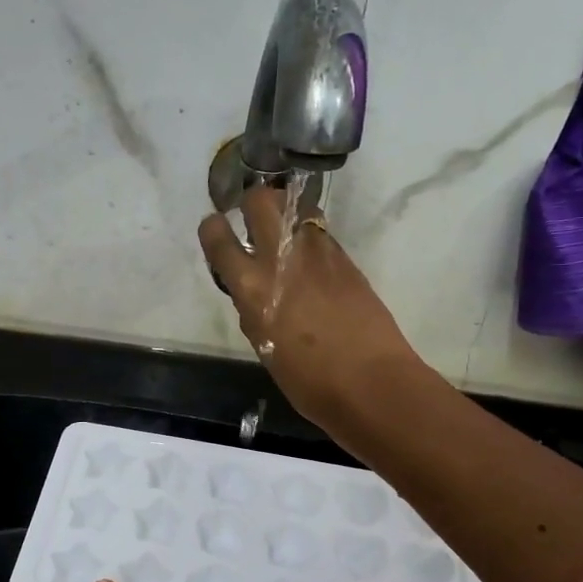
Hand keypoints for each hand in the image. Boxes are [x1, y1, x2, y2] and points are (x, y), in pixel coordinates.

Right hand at [198, 185, 424, 428]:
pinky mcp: (345, 259)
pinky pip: (320, 235)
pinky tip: (312, 263)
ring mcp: (317, 253)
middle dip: (252, 203)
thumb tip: (253, 290)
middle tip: (253, 221)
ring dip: (286, 217)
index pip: (218, 236)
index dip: (212, 228)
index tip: (216, 230)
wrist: (370, 381)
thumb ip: (253, 308)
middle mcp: (281, 258)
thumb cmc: (308, 380)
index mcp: (251, 286)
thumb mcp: (262, 344)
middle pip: (261, 200)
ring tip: (286, 239)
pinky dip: (310, 240)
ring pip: (296, 209)